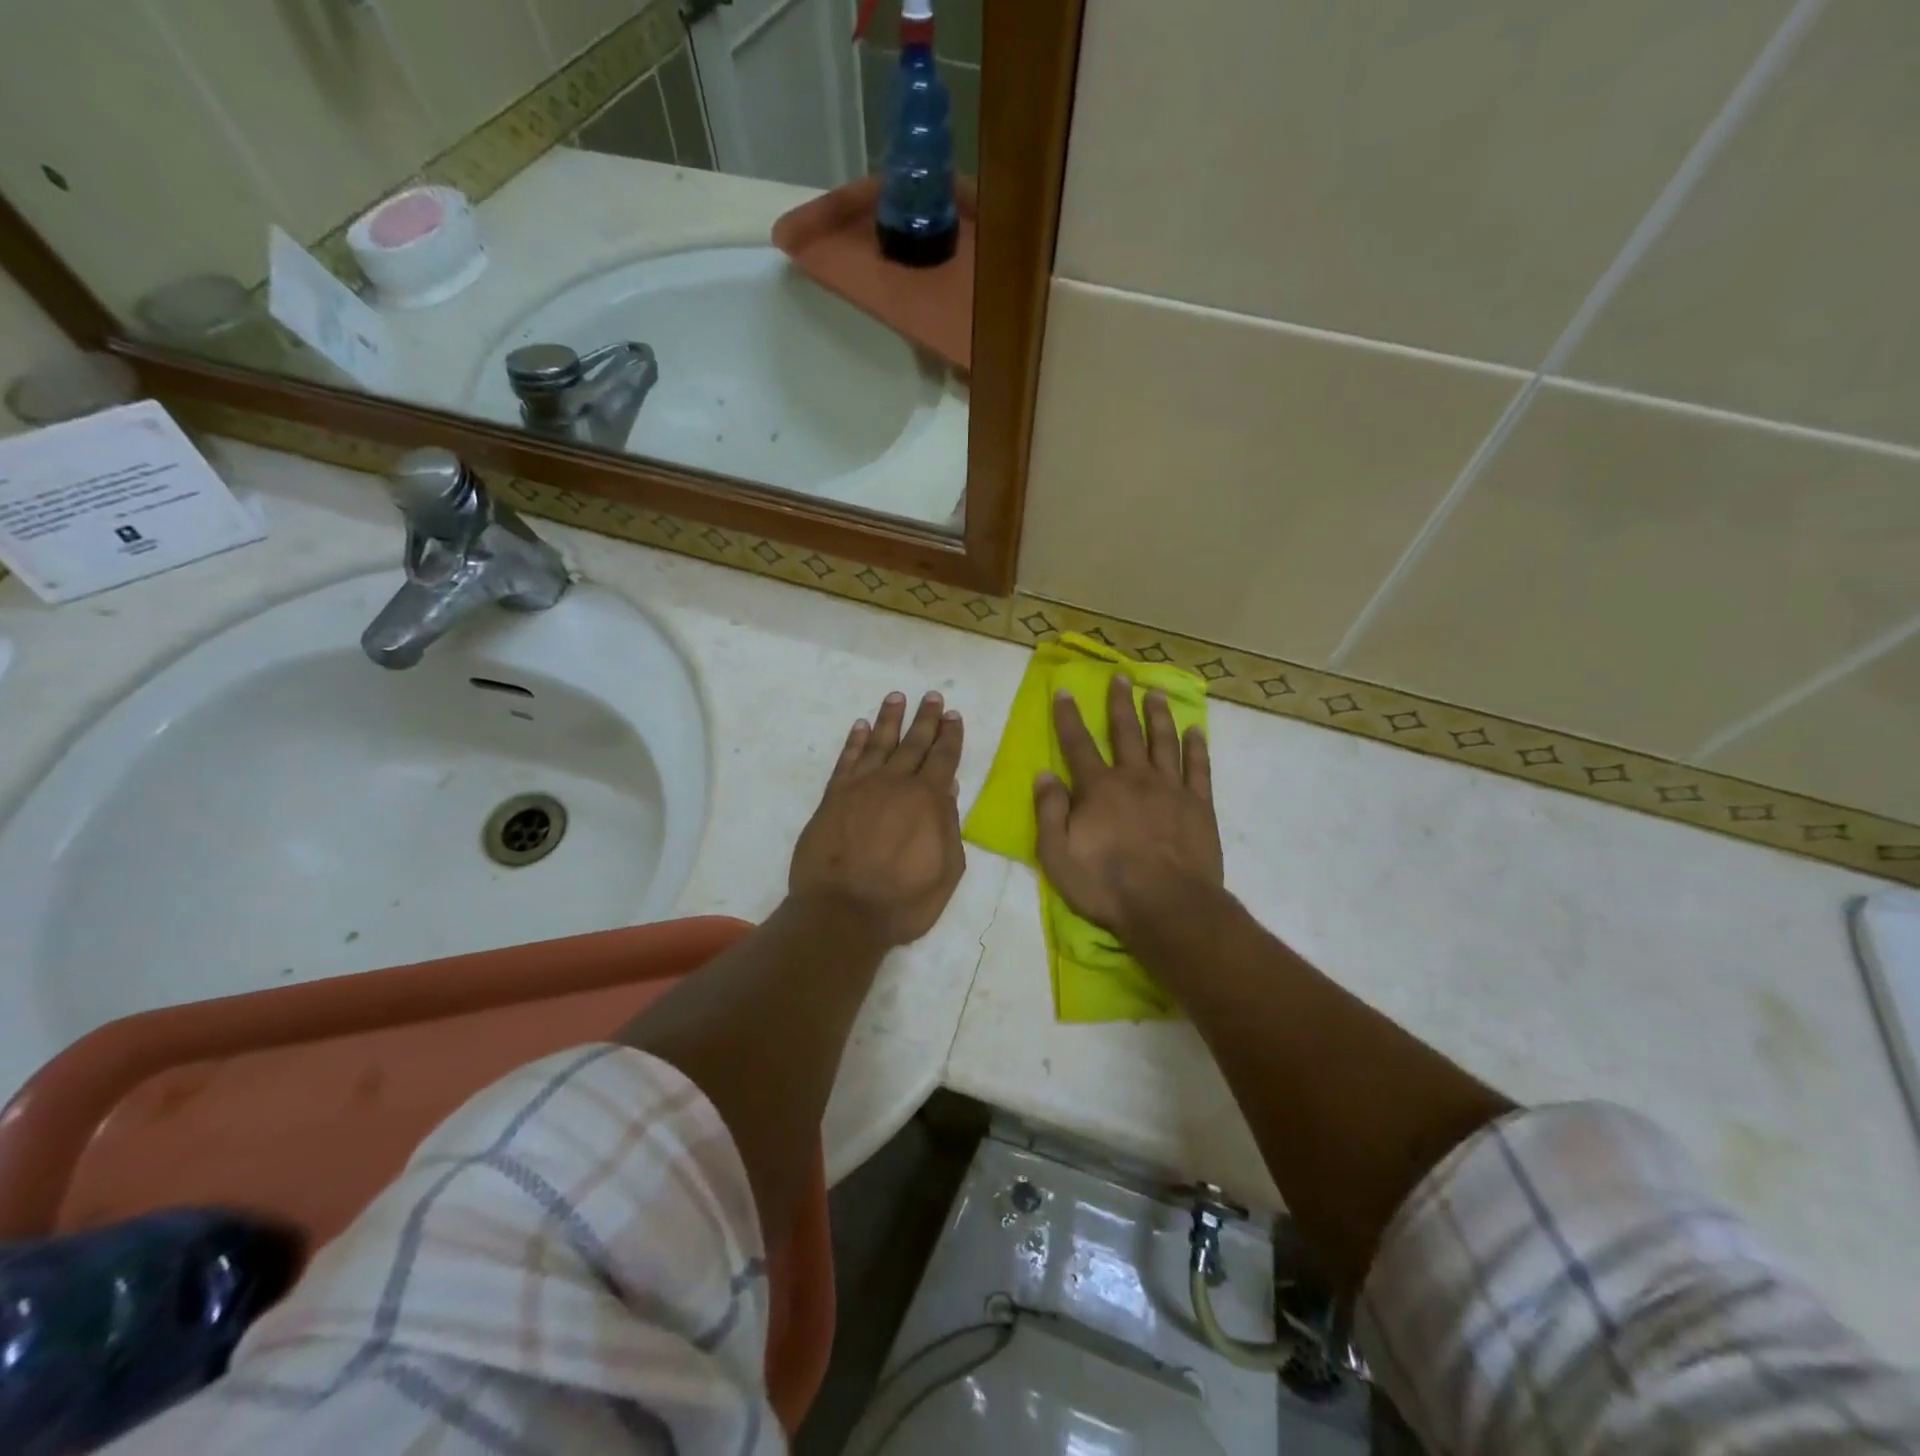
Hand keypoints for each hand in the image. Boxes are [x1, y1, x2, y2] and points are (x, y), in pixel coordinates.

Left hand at [789, 690, 966, 948]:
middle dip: (925, 719)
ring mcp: (861, 787)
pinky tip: (860, 726)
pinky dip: (855, 741)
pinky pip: (847, 760)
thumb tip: (948, 790)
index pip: (944, 758)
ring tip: (896, 697)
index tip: (954, 715)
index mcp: (928, 799)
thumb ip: (949, 826)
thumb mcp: (946, 870)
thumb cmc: (903, 900)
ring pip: (879, 743)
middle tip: (932, 696)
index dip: (950, 736)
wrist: (842, 913)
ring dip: (889, 719)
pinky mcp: (833, 797)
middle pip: (914, 743)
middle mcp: (896, 783)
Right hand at [1034, 676, 1222, 941]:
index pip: (1078, 744)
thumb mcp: (1057, 854)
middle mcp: (1135, 777)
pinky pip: (1199, 767)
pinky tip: (1195, 730)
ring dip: (1158, 715)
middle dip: (1120, 703)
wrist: (1168, 906)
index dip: (1068, 717)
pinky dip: (1196, 747)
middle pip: (1126, 732)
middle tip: (1120, 677)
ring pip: (1163, 741)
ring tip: (1155, 693)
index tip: (1065, 691)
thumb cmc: (1106, 884)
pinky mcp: (1199, 805)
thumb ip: (1049, 811)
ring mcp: (1171, 789)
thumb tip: (1044, 773)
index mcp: (1098, 788)